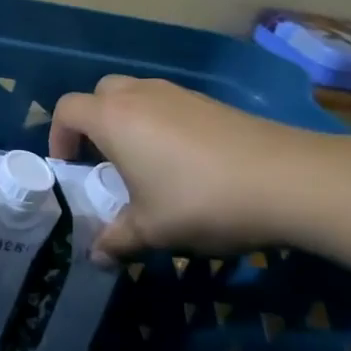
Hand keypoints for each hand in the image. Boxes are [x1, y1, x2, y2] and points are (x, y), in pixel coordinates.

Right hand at [49, 75, 327, 255]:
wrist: (291, 180)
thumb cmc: (201, 200)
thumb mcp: (153, 229)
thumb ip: (118, 239)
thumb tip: (96, 256)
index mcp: (113, 119)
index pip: (67, 109)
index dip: (58, 136)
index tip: (70, 167)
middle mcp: (139, 96)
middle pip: (101, 93)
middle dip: (93, 120)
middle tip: (103, 157)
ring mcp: (179, 94)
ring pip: (137, 94)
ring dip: (129, 119)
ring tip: (144, 160)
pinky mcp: (212, 103)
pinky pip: (170, 104)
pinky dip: (163, 123)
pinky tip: (185, 161)